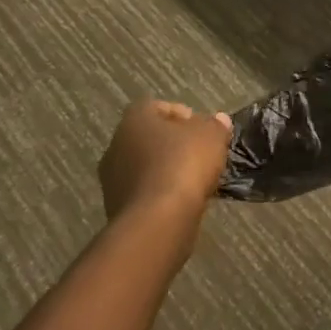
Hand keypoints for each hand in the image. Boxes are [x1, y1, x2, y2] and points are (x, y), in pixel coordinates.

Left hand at [97, 100, 233, 221]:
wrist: (157, 222)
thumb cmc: (183, 164)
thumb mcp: (212, 135)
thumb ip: (216, 125)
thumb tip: (218, 121)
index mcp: (134, 120)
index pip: (155, 107)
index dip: (180, 114)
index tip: (200, 126)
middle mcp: (116, 147)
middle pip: (148, 137)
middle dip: (173, 143)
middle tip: (199, 151)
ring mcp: (112, 181)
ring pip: (145, 166)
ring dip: (166, 169)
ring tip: (194, 178)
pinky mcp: (117, 210)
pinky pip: (144, 192)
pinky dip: (161, 192)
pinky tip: (182, 199)